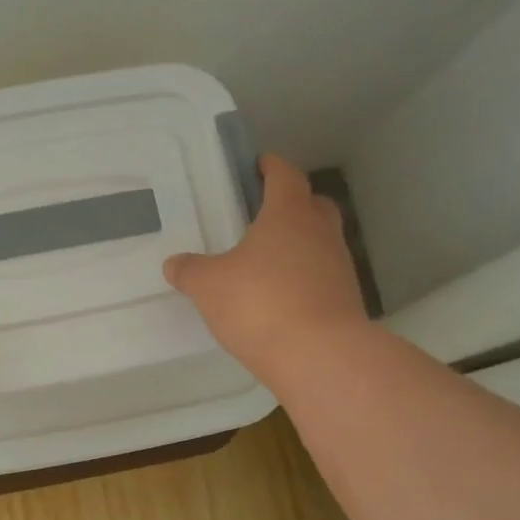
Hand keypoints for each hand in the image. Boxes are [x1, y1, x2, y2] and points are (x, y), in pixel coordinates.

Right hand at [164, 154, 368, 381]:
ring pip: (321, 242)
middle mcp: (320, 233)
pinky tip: (282, 297)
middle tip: (267, 213)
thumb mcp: (209, 286)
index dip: (272, 167)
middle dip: (293, 203)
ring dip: (300, 244)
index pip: (285, 176)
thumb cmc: (259, 303)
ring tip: (269, 261)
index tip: (260, 164)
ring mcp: (339, 267)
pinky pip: (322, 277)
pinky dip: (304, 279)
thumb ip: (190, 271)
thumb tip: (174, 263)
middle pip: (313, 205)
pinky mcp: (345, 300)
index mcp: (288, 215)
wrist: (319, 355)